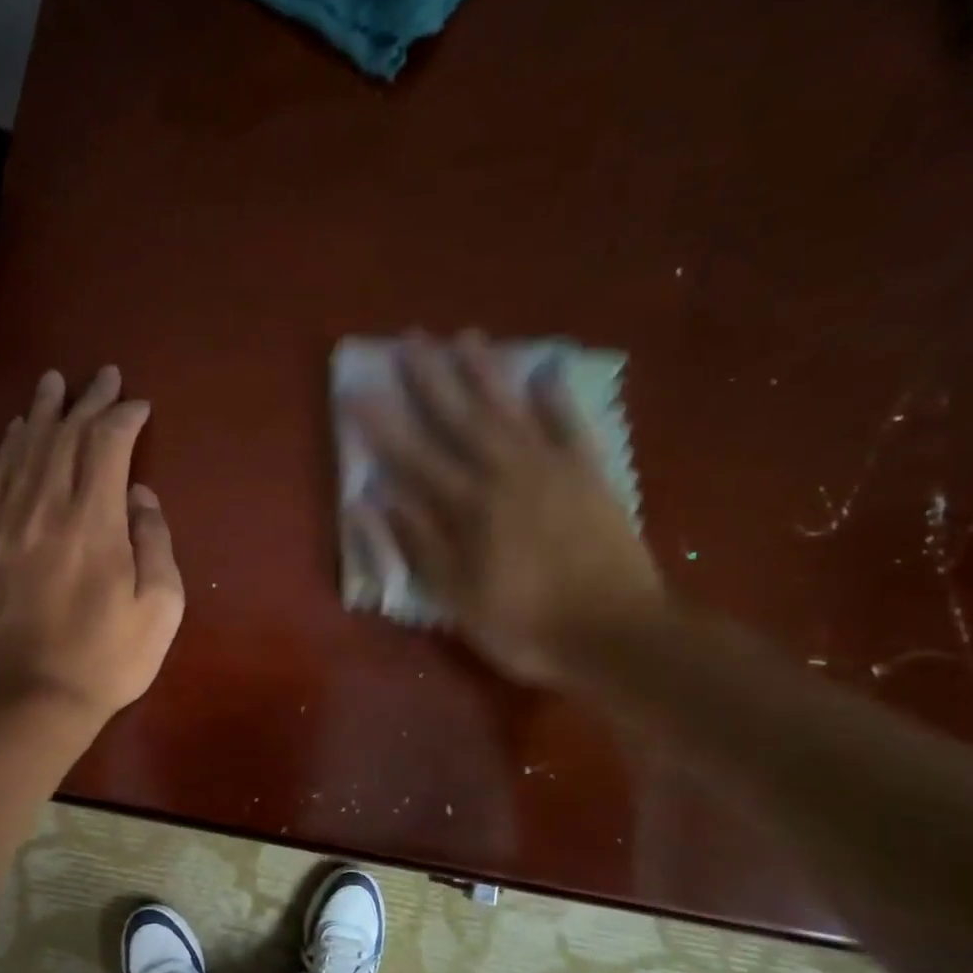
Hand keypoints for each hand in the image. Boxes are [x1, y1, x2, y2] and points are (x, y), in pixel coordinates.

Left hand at [0, 365, 184, 721]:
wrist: (32, 697)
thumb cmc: (108, 658)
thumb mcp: (160, 607)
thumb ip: (155, 542)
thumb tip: (140, 497)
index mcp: (95, 522)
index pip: (108, 445)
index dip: (126, 417)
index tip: (141, 406)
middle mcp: (47, 508)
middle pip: (65, 436)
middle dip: (88, 400)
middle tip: (103, 376)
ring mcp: (9, 524)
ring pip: (25, 449)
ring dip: (43, 411)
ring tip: (53, 382)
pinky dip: (6, 450)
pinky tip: (13, 434)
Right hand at [349, 330, 662, 683]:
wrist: (617, 636)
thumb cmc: (525, 624)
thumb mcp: (457, 596)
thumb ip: (418, 543)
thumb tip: (376, 498)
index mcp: (468, 507)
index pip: (412, 456)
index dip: (381, 424)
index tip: (355, 390)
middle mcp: (506, 474)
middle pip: (460, 418)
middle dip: (430, 378)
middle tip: (409, 339)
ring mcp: (552, 469)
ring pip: (511, 409)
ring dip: (485, 373)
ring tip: (465, 337)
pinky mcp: (590, 476)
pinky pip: (571, 426)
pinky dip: (557, 399)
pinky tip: (546, 371)